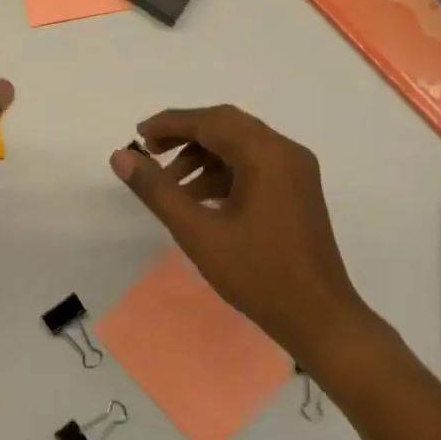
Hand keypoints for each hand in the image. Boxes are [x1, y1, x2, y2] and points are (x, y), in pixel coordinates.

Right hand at [109, 105, 364, 360]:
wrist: (320, 318)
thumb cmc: (258, 275)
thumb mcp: (198, 233)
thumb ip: (157, 190)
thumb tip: (120, 157)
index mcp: (266, 154)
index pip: (211, 121)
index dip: (170, 124)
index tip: (137, 136)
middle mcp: (285, 151)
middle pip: (226, 126)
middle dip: (185, 135)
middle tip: (150, 153)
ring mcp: (295, 170)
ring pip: (240, 145)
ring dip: (202, 156)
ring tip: (169, 184)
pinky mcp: (297, 189)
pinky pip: (254, 164)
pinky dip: (223, 172)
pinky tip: (198, 198)